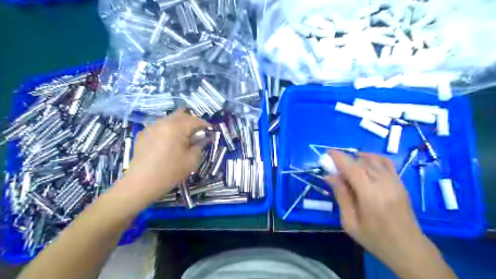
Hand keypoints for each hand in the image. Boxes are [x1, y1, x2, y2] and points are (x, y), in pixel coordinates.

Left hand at [126, 110, 207, 194]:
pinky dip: (167, 130)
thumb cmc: (170, 171)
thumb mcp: (192, 160)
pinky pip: (159, 127)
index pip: (195, 120)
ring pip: (169, 119)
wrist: (141, 183)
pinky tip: (167, 142)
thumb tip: (204, 138)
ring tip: (182, 138)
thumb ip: (200, 145)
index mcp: (176, 127)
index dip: (205, 124)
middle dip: (191, 121)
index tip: (210, 131)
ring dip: (179, 125)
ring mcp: (151, 127)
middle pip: (181, 115)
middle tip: (197, 133)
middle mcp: (163, 122)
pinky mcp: (143, 134)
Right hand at [326, 150, 437, 273]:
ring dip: (357, 158)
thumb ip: (341, 196)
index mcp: (370, 195)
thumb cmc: (374, 238)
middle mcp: (384, 183)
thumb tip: (329, 176)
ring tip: (348, 168)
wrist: (408, 248)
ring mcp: (394, 181)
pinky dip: (372, 158)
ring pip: (372, 159)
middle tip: (334, 168)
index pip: (352, 167)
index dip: (339, 157)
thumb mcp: (350, 222)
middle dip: (345, 160)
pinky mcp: (400, 182)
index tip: (327, 153)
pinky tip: (364, 163)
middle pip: (360, 161)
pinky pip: (385, 162)